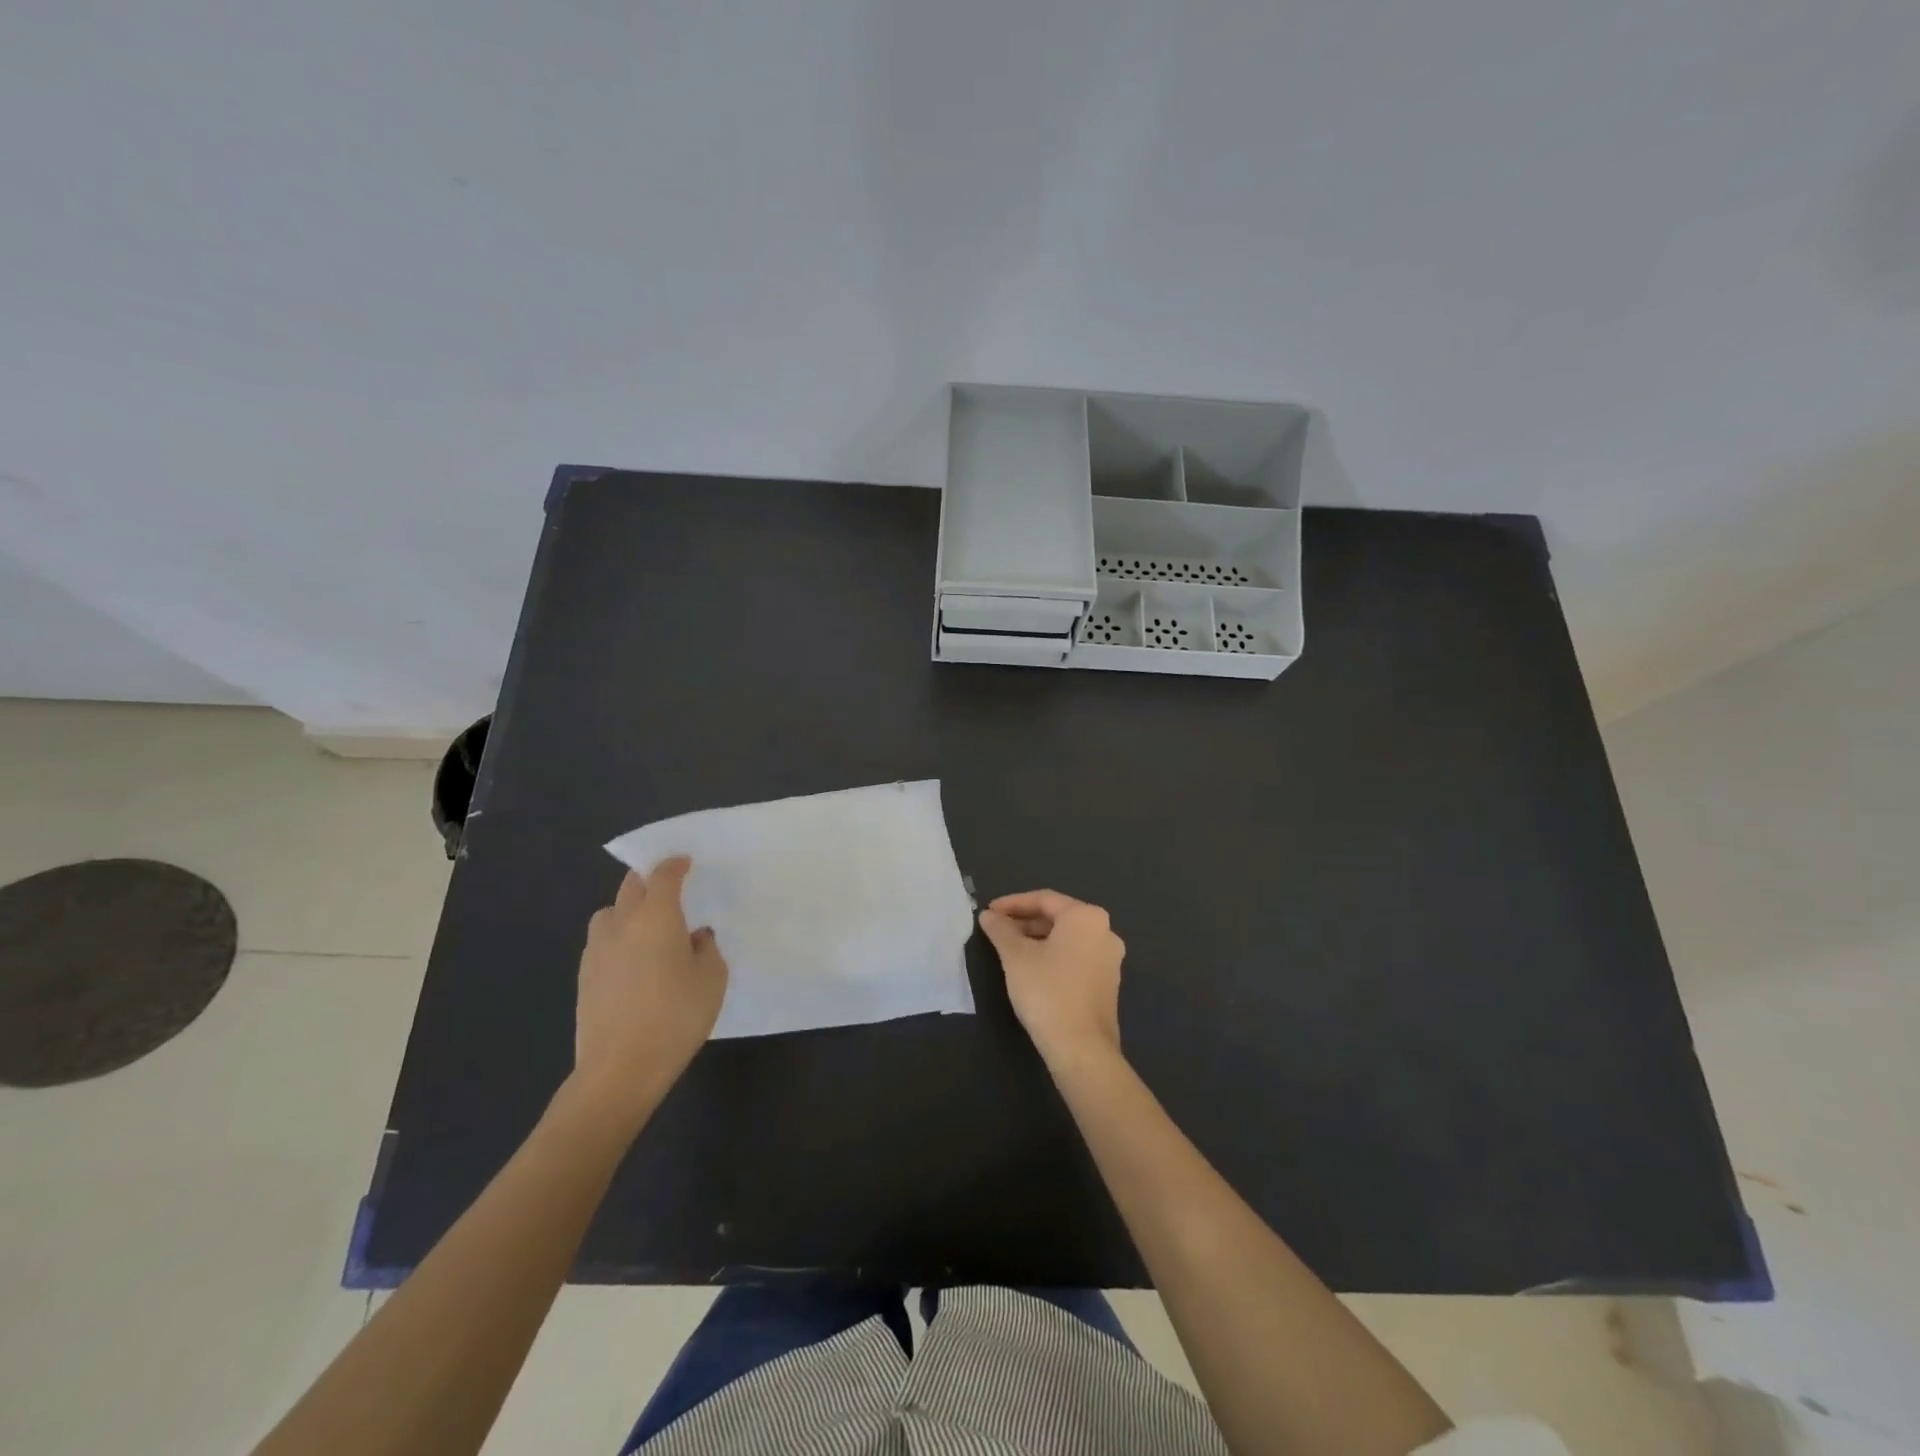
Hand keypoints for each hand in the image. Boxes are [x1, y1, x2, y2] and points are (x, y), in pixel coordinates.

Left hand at [570, 857, 727, 1122]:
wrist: (620, 1069)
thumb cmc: (676, 1017)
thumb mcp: (712, 979)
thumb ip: (706, 949)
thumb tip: (695, 937)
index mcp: (656, 916)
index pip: (663, 876)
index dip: (674, 864)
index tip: (685, 862)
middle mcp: (622, 924)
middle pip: (630, 886)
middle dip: (648, 880)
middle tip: (668, 889)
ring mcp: (597, 950)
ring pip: (609, 913)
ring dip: (627, 909)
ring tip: (647, 927)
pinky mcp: (584, 977)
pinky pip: (602, 941)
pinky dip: (617, 938)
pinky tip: (633, 961)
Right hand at [978, 889, 1123, 1066]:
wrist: (1082, 1048)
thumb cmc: (1047, 992)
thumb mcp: (1016, 957)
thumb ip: (1001, 930)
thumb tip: (988, 916)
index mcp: (1086, 917)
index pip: (1044, 899)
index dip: (1012, 903)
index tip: (988, 912)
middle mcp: (1104, 931)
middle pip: (1058, 916)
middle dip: (1025, 921)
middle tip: (996, 929)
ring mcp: (1109, 958)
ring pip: (1067, 937)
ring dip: (1037, 938)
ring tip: (1009, 948)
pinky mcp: (1108, 981)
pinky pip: (1076, 955)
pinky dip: (1052, 954)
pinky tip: (1031, 967)